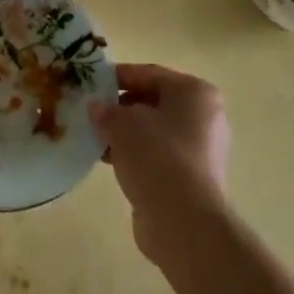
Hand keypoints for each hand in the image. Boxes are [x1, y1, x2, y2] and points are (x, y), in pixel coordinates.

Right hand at [90, 63, 231, 263]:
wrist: (182, 220)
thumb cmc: (156, 156)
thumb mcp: (120, 123)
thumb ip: (105, 110)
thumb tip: (96, 108)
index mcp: (194, 93)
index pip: (149, 74)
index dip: (116, 76)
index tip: (89, 83)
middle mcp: (204, 117)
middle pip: (152, 102)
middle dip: (119, 107)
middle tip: (89, 112)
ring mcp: (200, 149)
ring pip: (153, 131)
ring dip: (124, 133)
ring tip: (94, 138)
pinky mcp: (191, 177)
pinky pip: (157, 155)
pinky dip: (134, 154)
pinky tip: (108, 161)